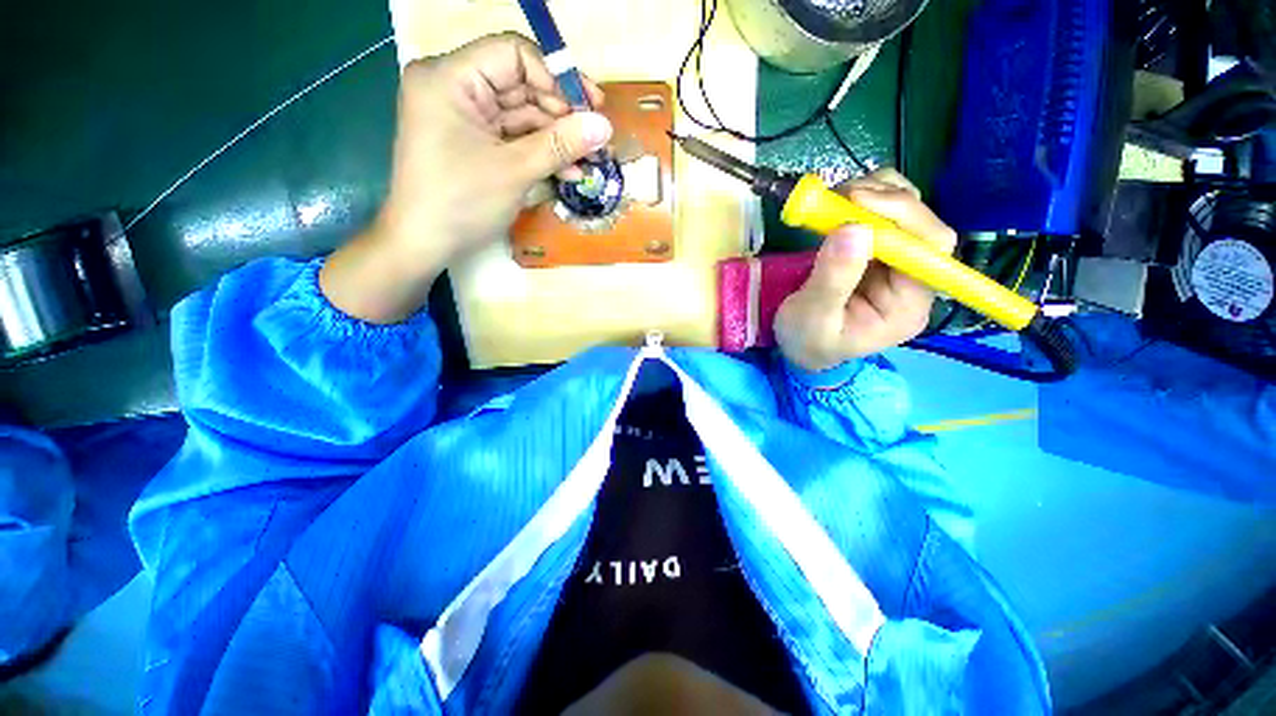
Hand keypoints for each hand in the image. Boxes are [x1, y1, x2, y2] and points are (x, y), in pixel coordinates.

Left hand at [321, 33, 612, 322]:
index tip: (591, 107)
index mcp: (450, 77)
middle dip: (562, 115)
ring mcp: (465, 116)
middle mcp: (455, 86)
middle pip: (521, 85)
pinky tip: (569, 172)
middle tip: (596, 141)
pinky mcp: (474, 141)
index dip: (557, 77)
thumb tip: (605, 126)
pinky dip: (541, 153)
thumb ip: (560, 144)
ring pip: (523, 115)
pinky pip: (514, 137)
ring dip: (558, 139)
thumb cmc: (461, 203)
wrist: (425, 245)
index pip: (513, 53)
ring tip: (589, 162)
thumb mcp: (514, 171)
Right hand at [774, 169, 957, 372]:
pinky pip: (884, 214)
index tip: (855, 201)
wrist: (799, 348)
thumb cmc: (806, 341)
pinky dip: (865, 198)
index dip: (900, 215)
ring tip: (835, 199)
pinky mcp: (879, 252)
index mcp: (909, 304)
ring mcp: (897, 263)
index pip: (929, 248)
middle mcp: (914, 279)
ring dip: (875, 193)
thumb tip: (854, 228)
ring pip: (907, 210)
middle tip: (839, 195)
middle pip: (922, 223)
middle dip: (884, 200)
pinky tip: (840, 205)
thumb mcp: (813, 318)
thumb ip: (833, 280)